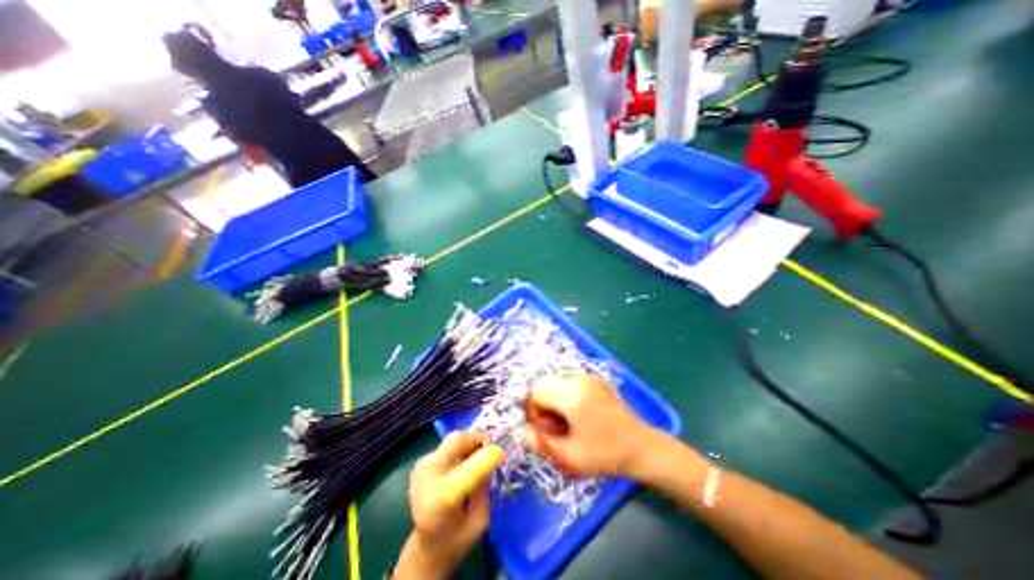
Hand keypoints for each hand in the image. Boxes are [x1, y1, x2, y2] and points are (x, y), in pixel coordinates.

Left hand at [398, 432, 492, 578]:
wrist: (426, 548)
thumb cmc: (457, 540)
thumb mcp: (481, 519)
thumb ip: (485, 486)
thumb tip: (492, 457)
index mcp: (443, 498)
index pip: (472, 466)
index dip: (491, 455)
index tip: (504, 453)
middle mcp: (428, 476)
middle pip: (458, 440)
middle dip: (479, 438)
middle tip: (494, 443)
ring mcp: (422, 466)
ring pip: (454, 439)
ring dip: (471, 442)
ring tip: (483, 451)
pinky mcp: (421, 462)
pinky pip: (448, 446)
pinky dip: (463, 447)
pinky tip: (468, 459)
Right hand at [526, 374, 660, 476]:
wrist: (642, 447)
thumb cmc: (605, 455)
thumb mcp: (569, 457)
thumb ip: (541, 443)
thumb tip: (524, 431)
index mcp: (571, 395)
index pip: (536, 393)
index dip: (535, 413)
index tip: (546, 430)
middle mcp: (579, 380)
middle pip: (546, 386)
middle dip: (545, 406)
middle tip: (558, 428)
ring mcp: (590, 377)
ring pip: (558, 383)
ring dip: (556, 401)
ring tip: (570, 422)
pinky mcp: (598, 380)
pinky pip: (572, 383)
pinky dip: (568, 396)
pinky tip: (581, 414)